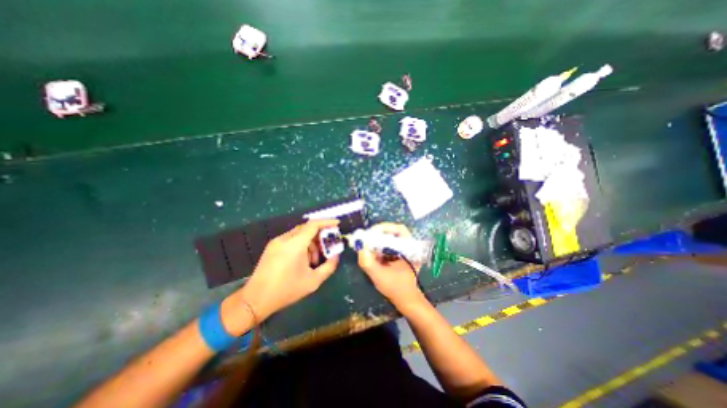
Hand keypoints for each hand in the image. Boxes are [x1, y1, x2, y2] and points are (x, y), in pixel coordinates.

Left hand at [226, 219, 340, 326]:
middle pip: (307, 229)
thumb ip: (329, 266)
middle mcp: (285, 239)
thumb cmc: (286, 290)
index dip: (327, 222)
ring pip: (300, 235)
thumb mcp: (313, 281)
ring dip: (310, 243)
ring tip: (313, 261)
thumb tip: (336, 255)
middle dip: (320, 236)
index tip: (337, 224)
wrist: (255, 300)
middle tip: (328, 247)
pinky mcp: (272, 247)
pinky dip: (301, 246)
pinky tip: (302, 261)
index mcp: (295, 244)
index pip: (313, 225)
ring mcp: (277, 242)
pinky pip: (292, 240)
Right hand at [355, 224, 423, 309]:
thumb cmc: (395, 288)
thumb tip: (359, 246)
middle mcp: (408, 246)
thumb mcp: (379, 276)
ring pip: (389, 237)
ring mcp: (403, 249)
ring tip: (366, 244)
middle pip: (392, 231)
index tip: (371, 233)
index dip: (385, 228)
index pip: (399, 229)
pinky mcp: (397, 253)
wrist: (405, 299)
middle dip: (378, 234)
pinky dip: (377, 246)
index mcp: (410, 249)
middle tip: (365, 237)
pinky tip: (370, 251)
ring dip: (376, 240)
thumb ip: (368, 262)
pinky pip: (386, 244)